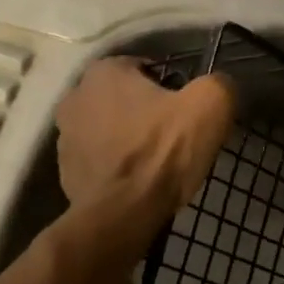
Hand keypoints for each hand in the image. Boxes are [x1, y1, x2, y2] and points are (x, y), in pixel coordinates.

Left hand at [55, 57, 234, 217]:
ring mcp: (64, 136)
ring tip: (156, 163)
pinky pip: (99, 159)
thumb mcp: (209, 107)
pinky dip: (116, 166)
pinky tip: (137, 182)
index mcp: (103, 71)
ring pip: (109, 128)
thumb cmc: (162, 152)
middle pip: (124, 98)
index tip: (186, 111)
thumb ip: (218, 85)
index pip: (145, 68)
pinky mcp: (65, 171)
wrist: (121, 215)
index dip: (171, 88)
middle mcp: (75, 96)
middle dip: (146, 112)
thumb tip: (218, 86)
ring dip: (129, 139)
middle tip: (174, 136)